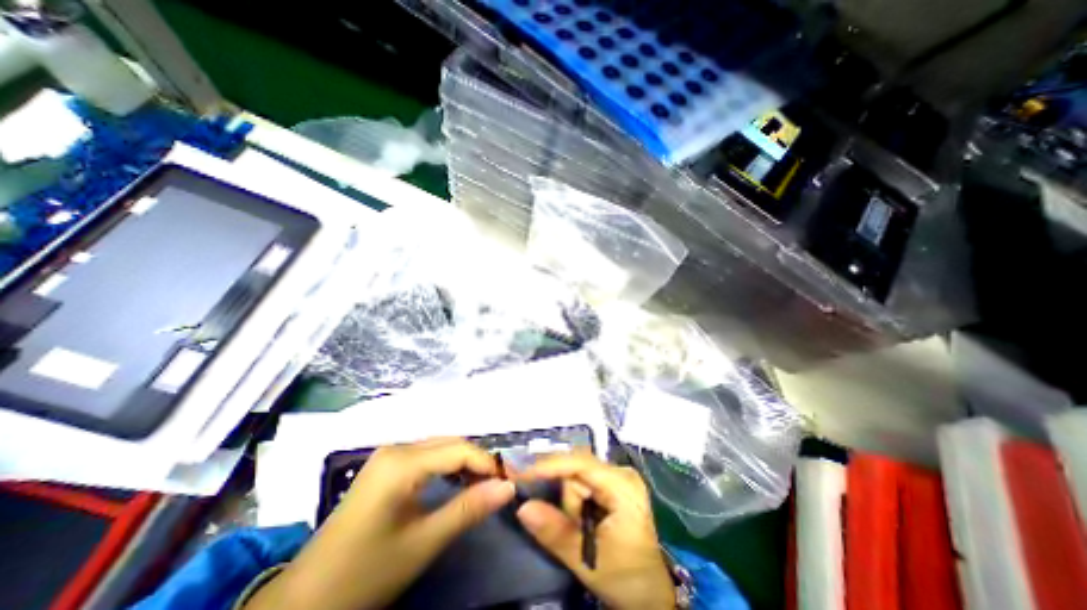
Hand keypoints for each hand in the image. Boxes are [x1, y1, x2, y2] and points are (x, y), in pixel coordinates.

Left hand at [243, 439, 514, 609]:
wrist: (306, 600)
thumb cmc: (366, 572)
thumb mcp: (423, 543)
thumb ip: (468, 509)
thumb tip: (508, 487)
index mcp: (402, 462)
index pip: (459, 450)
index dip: (487, 463)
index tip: (509, 482)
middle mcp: (396, 448)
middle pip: (450, 443)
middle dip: (477, 461)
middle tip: (498, 485)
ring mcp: (388, 455)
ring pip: (439, 447)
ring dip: (463, 463)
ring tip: (481, 485)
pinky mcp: (385, 466)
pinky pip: (426, 456)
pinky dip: (447, 466)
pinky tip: (455, 483)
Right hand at [515, 452, 676, 609]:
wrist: (650, 595)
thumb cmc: (625, 577)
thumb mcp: (587, 560)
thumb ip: (554, 531)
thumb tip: (523, 507)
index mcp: (622, 486)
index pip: (580, 463)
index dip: (550, 466)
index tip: (523, 474)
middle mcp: (621, 473)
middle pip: (577, 469)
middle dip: (566, 497)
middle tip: (572, 525)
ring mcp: (618, 477)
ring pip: (578, 476)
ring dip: (571, 502)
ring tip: (582, 528)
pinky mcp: (614, 484)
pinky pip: (583, 481)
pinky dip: (575, 499)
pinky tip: (582, 518)